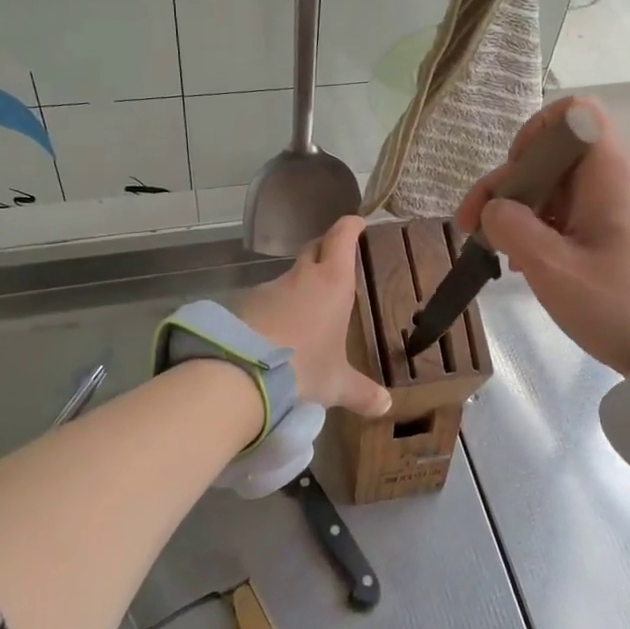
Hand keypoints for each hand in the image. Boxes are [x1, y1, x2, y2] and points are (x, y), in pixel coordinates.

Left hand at [236, 215, 391, 417]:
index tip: (356, 221)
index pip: (341, 240)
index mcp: (332, 283)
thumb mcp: (337, 384)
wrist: (244, 374)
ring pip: (287, 280)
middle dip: (324, 249)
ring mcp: (268, 289)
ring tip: (303, 314)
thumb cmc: (305, 368)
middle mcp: (300, 277)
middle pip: (313, 250)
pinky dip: (272, 312)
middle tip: (333, 257)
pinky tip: (274, 335)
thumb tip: (386, 407)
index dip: (349, 227)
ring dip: (296, 289)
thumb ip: (362, 393)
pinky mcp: (242, 306)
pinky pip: (264, 303)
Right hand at [456, 97, 629, 373]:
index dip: (535, 132)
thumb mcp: (552, 268)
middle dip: (509, 185)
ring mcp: (620, 209)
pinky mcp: (620, 236)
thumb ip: (513, 228)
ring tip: (499, 252)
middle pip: (554, 156)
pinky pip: (572, 215)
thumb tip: (493, 209)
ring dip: (521, 211)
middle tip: (473, 226)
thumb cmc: (616, 304)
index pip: (574, 114)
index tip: (513, 174)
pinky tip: (526, 263)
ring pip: (558, 188)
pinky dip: (543, 229)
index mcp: (608, 175)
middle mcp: (616, 182)